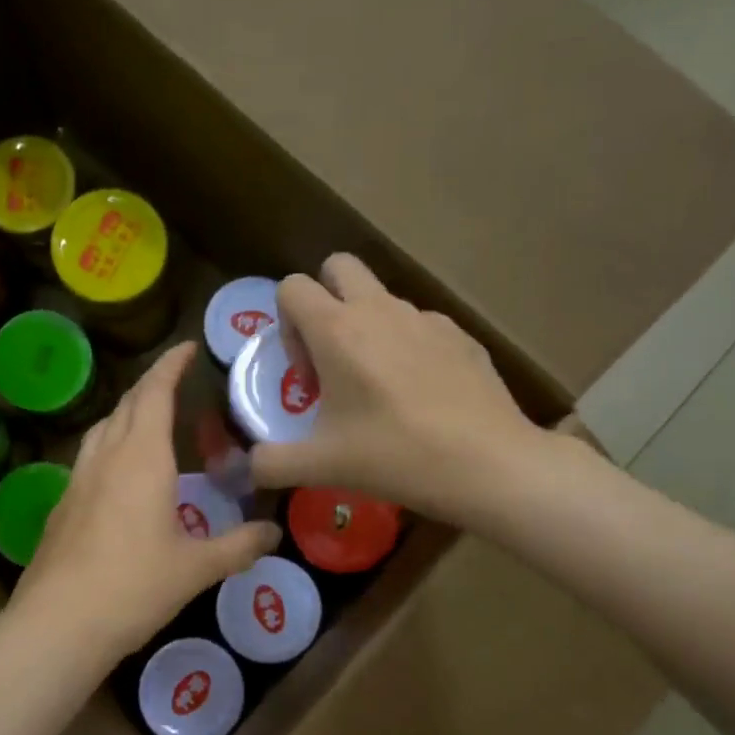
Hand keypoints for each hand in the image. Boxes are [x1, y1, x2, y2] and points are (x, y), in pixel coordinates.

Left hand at [8, 342, 279, 666]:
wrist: (58, 624)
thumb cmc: (134, 587)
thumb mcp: (196, 568)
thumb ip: (238, 546)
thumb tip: (273, 534)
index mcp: (142, 459)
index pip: (154, 394)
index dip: (170, 365)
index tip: (187, 347)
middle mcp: (107, 458)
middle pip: (126, 404)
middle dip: (151, 385)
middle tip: (177, 380)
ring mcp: (78, 479)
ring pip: (102, 428)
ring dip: (127, 412)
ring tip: (149, 418)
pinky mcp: (62, 504)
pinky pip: (89, 455)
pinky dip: (110, 443)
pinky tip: (121, 471)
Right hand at [250, 254, 547, 527]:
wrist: (488, 463)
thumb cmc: (395, 456)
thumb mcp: (321, 466)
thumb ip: (270, 463)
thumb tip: (246, 468)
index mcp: (337, 330)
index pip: (292, 286)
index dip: (287, 324)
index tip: (307, 373)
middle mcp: (378, 310)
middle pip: (338, 266)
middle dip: (324, 300)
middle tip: (333, 358)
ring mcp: (425, 318)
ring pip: (381, 298)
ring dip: (367, 327)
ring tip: (379, 387)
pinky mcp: (459, 334)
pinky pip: (419, 325)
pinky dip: (407, 347)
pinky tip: (421, 396)